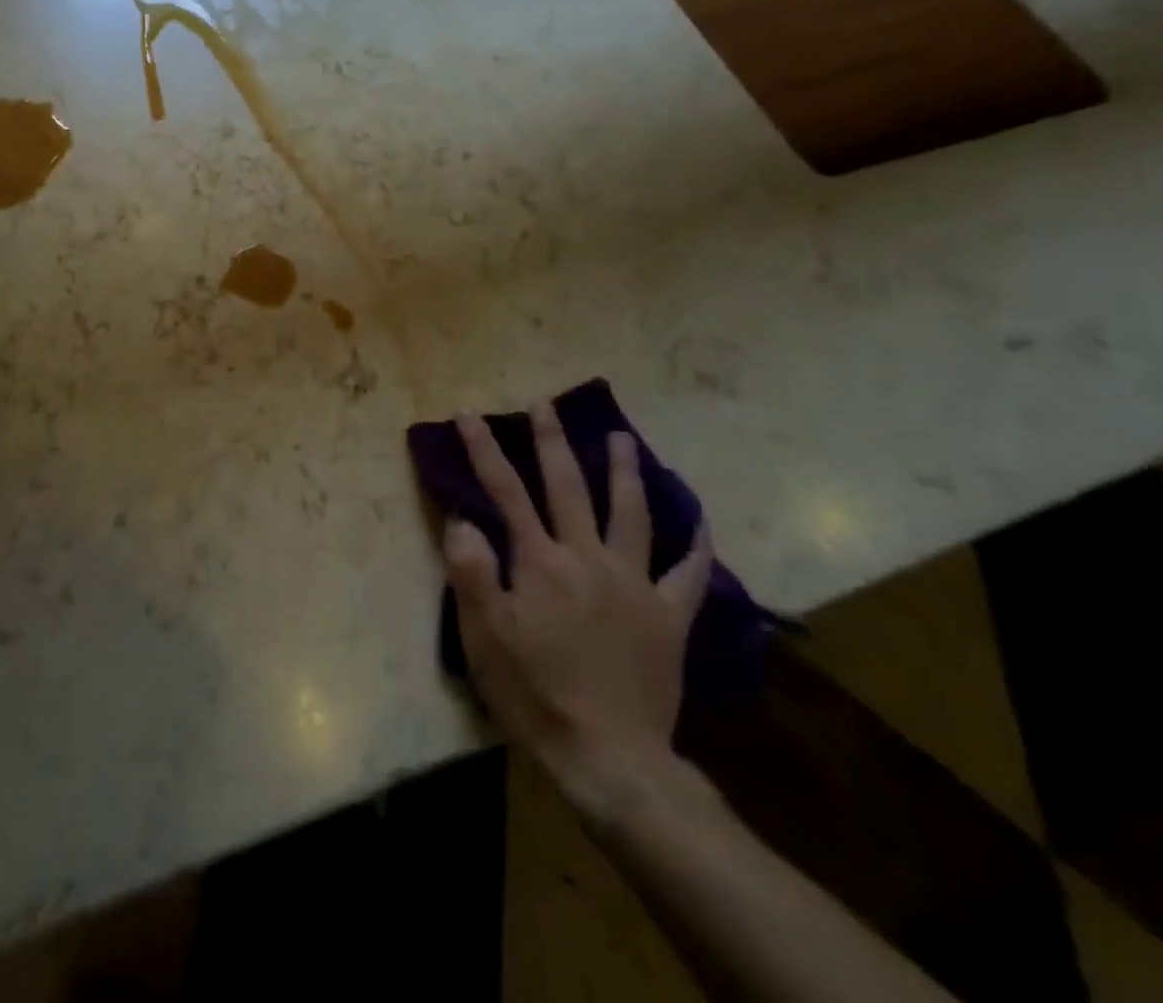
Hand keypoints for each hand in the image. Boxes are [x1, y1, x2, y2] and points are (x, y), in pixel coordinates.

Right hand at [443, 404, 711, 811]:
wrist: (609, 756)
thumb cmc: (534, 691)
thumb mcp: (483, 635)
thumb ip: (471, 570)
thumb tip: (464, 519)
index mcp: (540, 562)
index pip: (505, 492)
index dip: (484, 450)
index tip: (469, 415)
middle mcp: (588, 559)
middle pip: (568, 487)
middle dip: (552, 442)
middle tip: (545, 405)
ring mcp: (635, 585)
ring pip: (631, 514)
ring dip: (623, 472)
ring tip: (621, 438)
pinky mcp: (668, 617)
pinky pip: (689, 574)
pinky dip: (695, 545)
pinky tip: (698, 522)